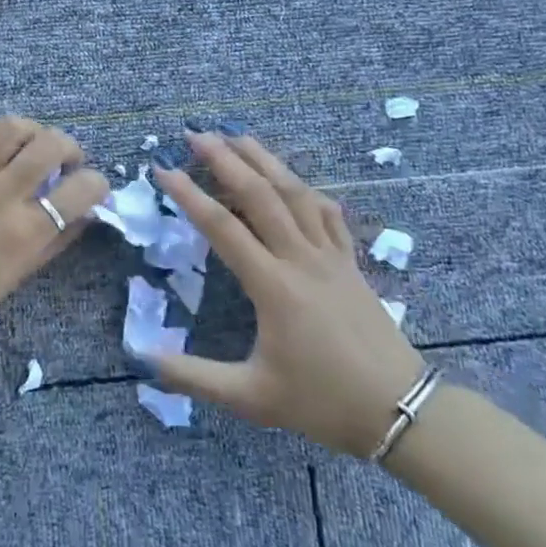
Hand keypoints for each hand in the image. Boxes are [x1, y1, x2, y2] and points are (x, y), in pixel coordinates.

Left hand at [0, 117, 109, 341]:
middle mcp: (3, 195)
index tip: (92, 190)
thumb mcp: (13, 279)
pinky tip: (1, 145)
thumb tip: (81, 216)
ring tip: (34, 147)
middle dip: (71, 147)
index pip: (80, 190)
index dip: (97, 185)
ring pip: (14, 127)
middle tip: (66, 163)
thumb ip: (51, 245)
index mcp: (25, 231)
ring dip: (35, 131)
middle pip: (51, 145)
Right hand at [148, 131, 425, 457]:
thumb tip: (145, 360)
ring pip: (296, 193)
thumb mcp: (251, 398)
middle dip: (226, 159)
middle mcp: (300, 259)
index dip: (189, 195)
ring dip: (265, 160)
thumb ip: (195, 377)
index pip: (222, 227)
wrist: (400, 412)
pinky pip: (329, 214)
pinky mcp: (351, 263)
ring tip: (238, 136)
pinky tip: (294, 181)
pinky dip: (307, 190)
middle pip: (260, 194)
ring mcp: (330, 257)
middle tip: (196, 134)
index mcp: (273, 286)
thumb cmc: (322, 402)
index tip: (163, 170)